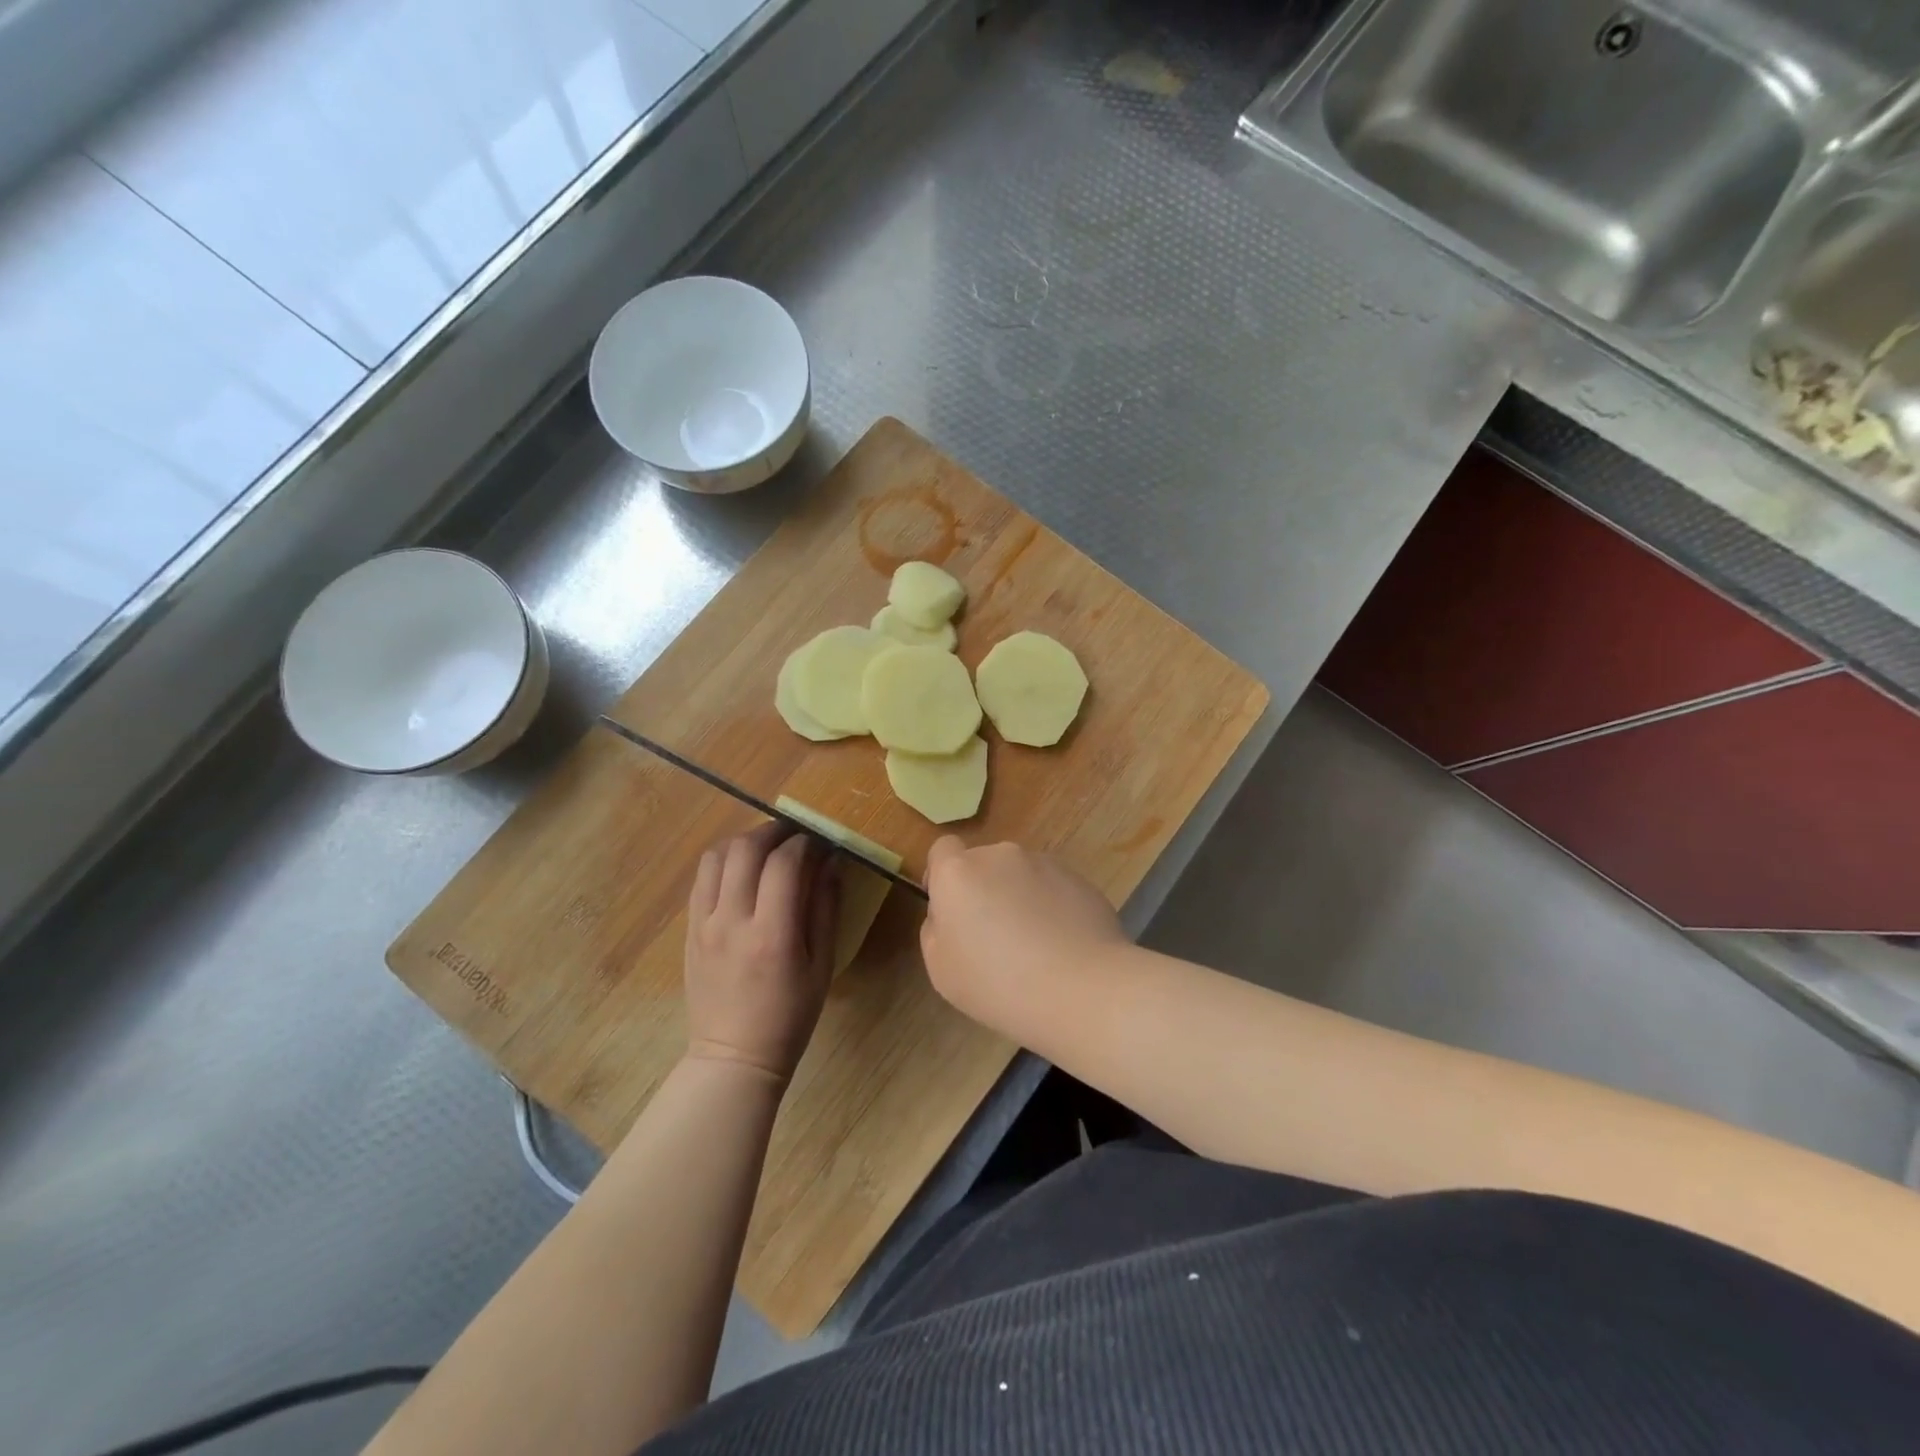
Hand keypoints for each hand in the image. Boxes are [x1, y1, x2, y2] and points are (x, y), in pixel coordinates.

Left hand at [684, 824, 837, 1081]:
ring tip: (766, 848)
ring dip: (744, 841)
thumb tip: (831, 861)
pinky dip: (724, 861)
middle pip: (745, 849)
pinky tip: (742, 870)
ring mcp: (703, 923)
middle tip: (794, 835)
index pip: (784, 863)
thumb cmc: (789, 1015)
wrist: (733, 1056)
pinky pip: (702, 878)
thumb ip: (826, 908)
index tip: (819, 843)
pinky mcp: (689, 929)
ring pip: (716, 856)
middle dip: (773, 831)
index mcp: (772, 934)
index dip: (804, 843)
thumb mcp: (822, 965)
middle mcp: (732, 921)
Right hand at [920, 837, 1124, 1023]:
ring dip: (1019, 896)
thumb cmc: (998, 984)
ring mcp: (1043, 863)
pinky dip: (1051, 906)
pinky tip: (1062, 944)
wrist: (1082, 989)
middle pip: (983, 863)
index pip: (942, 849)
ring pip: (1020, 874)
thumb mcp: (941, 969)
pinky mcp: (1078, 878)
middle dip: (983, 889)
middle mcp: (999, 855)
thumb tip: (948, 913)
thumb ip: (935, 928)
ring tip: (1035, 945)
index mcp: (958, 872)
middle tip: (993, 936)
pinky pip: (1052, 887)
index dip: (942, 875)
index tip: (952, 910)